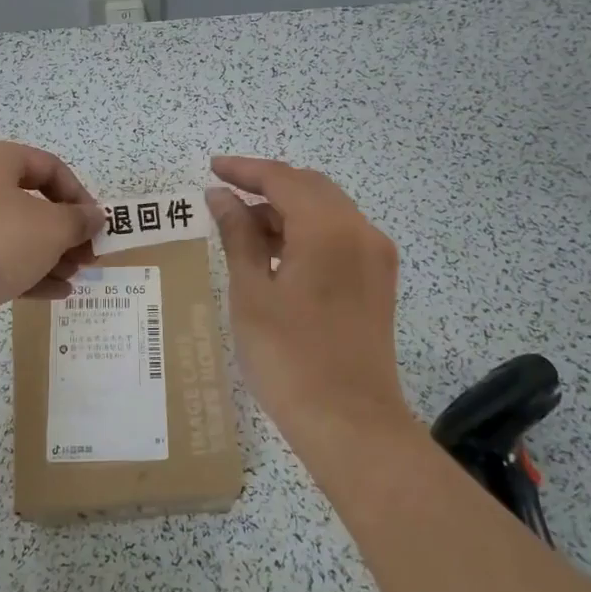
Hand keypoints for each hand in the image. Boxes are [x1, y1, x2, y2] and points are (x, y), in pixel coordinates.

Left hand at [0, 140, 103, 354]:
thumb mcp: (49, 227)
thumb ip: (78, 220)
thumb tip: (95, 216)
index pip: (48, 166)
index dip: (79, 194)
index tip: (97, 224)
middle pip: (31, 203)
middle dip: (66, 230)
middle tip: (89, 255)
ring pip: (15, 235)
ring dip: (51, 255)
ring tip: (78, 276)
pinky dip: (28, 274)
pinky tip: (57, 293)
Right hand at [205, 156, 416, 454]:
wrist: (350, 423)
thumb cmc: (289, 357)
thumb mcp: (251, 292)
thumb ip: (238, 235)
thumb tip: (222, 197)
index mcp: (328, 229)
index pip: (282, 179)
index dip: (245, 170)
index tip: (212, 168)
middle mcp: (360, 231)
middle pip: (310, 187)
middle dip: (267, 185)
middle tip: (225, 194)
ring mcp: (375, 256)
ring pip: (327, 210)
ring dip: (286, 209)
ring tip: (243, 226)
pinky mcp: (378, 280)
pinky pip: (339, 236)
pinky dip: (306, 232)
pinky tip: (276, 252)